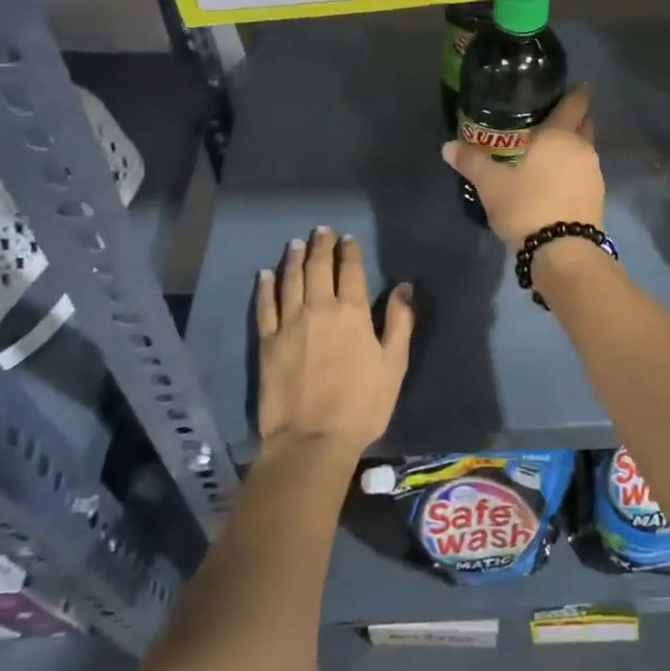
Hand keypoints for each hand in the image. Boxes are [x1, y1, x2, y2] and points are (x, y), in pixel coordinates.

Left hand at [255, 227, 412, 456]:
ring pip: (290, 280)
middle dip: (321, 245)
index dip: (349, 251)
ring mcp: (289, 323)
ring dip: (294, 258)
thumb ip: (400, 322)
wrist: (311, 440)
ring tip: (296, 243)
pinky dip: (265, 286)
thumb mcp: (393, 365)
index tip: (347, 238)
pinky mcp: (267, 342)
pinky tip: (266, 274)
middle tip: (322, 231)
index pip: (350, 271)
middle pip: (318, 268)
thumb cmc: (361, 405)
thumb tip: (404, 286)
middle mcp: (319, 308)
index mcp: (352, 312)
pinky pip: (265, 306)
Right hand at [442, 83, 603, 247]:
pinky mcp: (597, 198)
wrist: (562, 251)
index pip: (574, 105)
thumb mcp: (491, 185)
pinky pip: (585, 174)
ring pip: (585, 151)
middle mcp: (582, 150)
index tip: (579, 85)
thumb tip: (447, 146)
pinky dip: (574, 171)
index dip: (577, 94)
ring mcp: (593, 175)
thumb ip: (471, 162)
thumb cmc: (527, 206)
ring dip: (574, 148)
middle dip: (576, 120)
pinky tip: (558, 180)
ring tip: (552, 152)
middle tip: (557, 118)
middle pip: (584, 126)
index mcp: (559, 137)